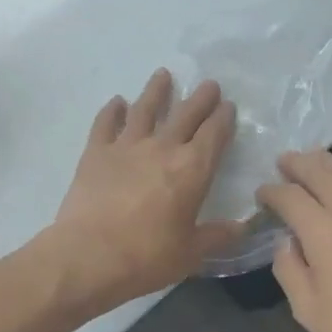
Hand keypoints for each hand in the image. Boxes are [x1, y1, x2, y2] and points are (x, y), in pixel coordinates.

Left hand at [45, 71, 246, 313]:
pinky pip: (105, 123)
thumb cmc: (146, 257)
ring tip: (163, 74)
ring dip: (156, 91)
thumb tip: (243, 227)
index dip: (223, 119)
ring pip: (145, 109)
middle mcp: (162, 148)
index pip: (214, 135)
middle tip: (209, 84)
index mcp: (192, 169)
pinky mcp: (95, 152)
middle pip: (185, 114)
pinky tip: (117, 102)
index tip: (228, 106)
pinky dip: (112, 110)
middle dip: (200, 98)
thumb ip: (218, 236)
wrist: (88, 256)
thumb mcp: (191, 253)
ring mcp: (126, 146)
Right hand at [257, 149, 331, 331]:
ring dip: (327, 163)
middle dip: (299, 164)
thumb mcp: (309, 311)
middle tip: (283, 161)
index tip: (261, 194)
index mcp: (325, 233)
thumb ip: (290, 269)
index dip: (272, 191)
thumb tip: (286, 243)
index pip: (292, 197)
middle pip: (323, 173)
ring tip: (312, 159)